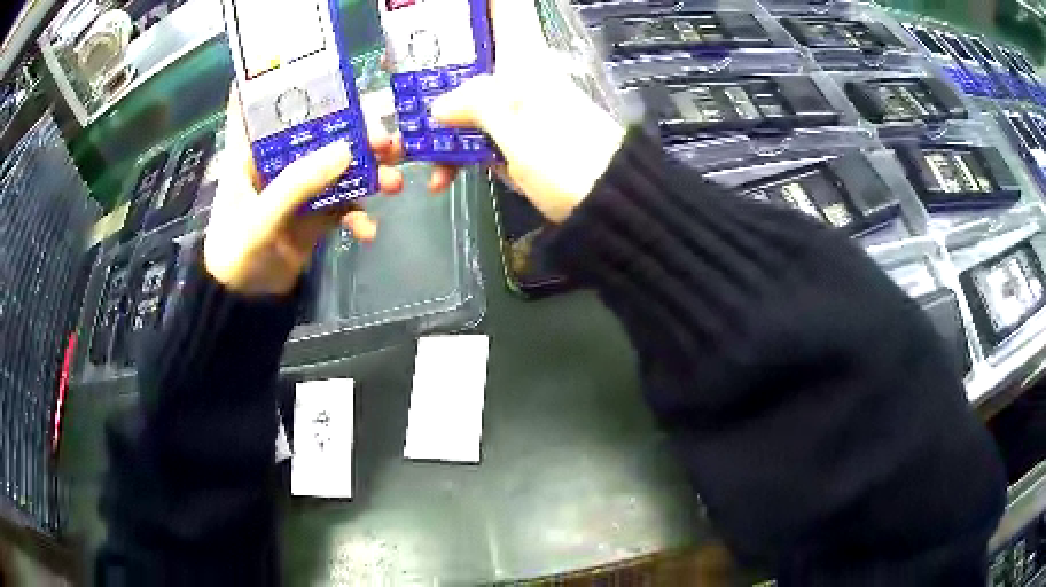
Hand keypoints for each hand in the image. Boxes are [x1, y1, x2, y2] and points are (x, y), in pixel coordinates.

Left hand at [204, 92, 403, 295]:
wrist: (245, 305)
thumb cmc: (236, 256)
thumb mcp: (260, 220)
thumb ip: (297, 184)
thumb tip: (349, 150)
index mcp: (250, 152)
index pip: (260, 104)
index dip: (283, 81)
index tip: (318, 69)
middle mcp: (276, 161)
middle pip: (317, 130)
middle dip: (353, 131)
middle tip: (386, 139)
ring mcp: (299, 185)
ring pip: (338, 164)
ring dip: (368, 171)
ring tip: (392, 185)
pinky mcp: (315, 211)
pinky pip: (344, 202)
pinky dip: (359, 215)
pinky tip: (367, 232)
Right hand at [385, 0, 625, 222]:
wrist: (609, 207)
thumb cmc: (568, 161)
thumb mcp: (519, 129)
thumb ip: (476, 107)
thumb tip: (436, 106)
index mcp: (524, 60)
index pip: (505, 9)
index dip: (478, 3)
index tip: (437, 7)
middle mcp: (518, 76)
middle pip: (470, 54)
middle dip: (431, 64)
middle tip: (393, 69)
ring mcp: (515, 109)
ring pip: (466, 99)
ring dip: (437, 120)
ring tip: (407, 144)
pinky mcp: (515, 139)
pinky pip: (477, 136)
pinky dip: (457, 154)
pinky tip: (441, 178)